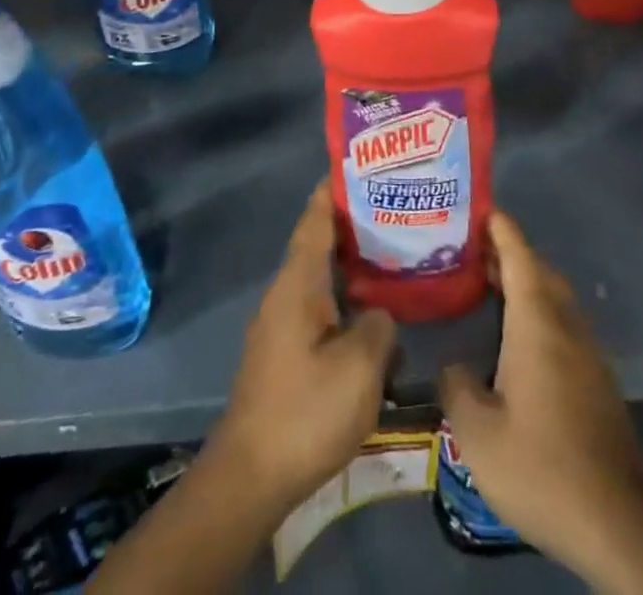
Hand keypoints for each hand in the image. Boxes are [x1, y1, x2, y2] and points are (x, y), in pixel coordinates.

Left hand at [207, 181, 396, 518]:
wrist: (250, 476)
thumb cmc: (305, 412)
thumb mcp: (360, 367)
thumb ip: (379, 326)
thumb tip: (379, 314)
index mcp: (297, 284)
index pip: (315, 220)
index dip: (333, 190)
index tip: (356, 165)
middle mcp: (284, 294)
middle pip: (318, 245)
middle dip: (351, 226)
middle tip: (392, 212)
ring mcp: (280, 325)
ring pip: (320, 280)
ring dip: (350, 267)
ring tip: (391, 260)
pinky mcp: (283, 354)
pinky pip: (318, 309)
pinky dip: (343, 300)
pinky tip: (371, 318)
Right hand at [438, 210, 642, 577]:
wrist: (619, 522)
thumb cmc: (542, 466)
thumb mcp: (477, 433)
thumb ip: (456, 386)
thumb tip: (453, 366)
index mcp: (537, 323)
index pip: (519, 255)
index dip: (499, 228)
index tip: (478, 207)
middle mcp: (566, 325)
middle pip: (538, 271)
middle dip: (508, 252)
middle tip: (469, 249)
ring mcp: (587, 353)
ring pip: (553, 298)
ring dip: (524, 282)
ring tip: (487, 285)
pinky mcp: (597, 380)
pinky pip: (562, 323)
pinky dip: (537, 311)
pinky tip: (514, 339)